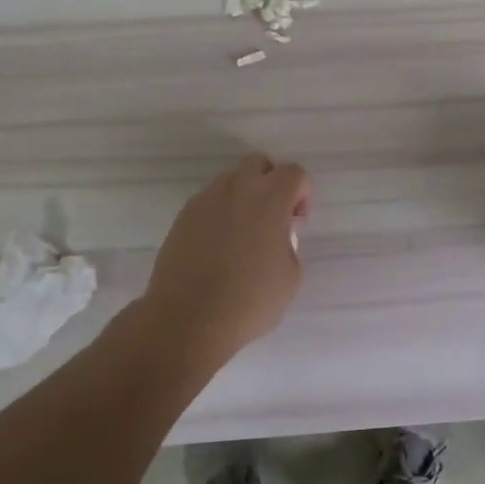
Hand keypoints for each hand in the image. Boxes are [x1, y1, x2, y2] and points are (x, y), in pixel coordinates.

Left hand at [141, 154, 311, 360]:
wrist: (187, 319)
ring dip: (243, 196)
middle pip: (258, 163)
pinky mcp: (182, 217)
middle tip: (272, 219)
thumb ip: (289, 244)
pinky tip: (218, 247)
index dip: (301, 194)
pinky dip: (219, 213)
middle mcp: (237, 189)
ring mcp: (205, 200)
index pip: (293, 172)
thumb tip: (276, 236)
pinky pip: (208, 202)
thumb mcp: (291, 277)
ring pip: (230, 180)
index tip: (296, 223)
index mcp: (269, 197)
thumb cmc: (249, 300)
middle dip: (270, 182)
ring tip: (243, 234)